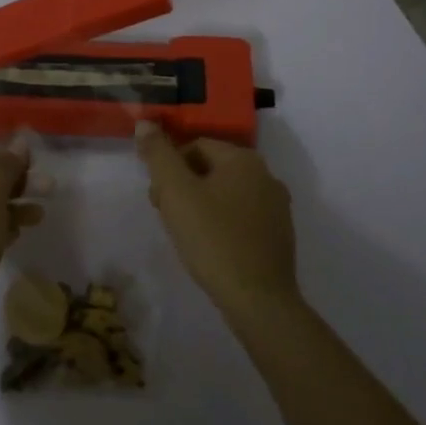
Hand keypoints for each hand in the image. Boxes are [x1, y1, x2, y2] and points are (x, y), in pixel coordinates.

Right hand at [137, 124, 298, 319]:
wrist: (259, 302)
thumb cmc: (213, 239)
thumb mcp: (176, 192)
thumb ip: (158, 154)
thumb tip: (145, 122)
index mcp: (244, 159)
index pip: (195, 146)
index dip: (169, 168)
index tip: (157, 198)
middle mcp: (266, 176)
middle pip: (211, 169)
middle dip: (184, 186)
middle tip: (167, 215)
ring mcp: (278, 208)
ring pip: (226, 194)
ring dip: (201, 205)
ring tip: (186, 234)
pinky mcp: (280, 236)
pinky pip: (242, 217)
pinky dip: (222, 224)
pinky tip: (211, 247)